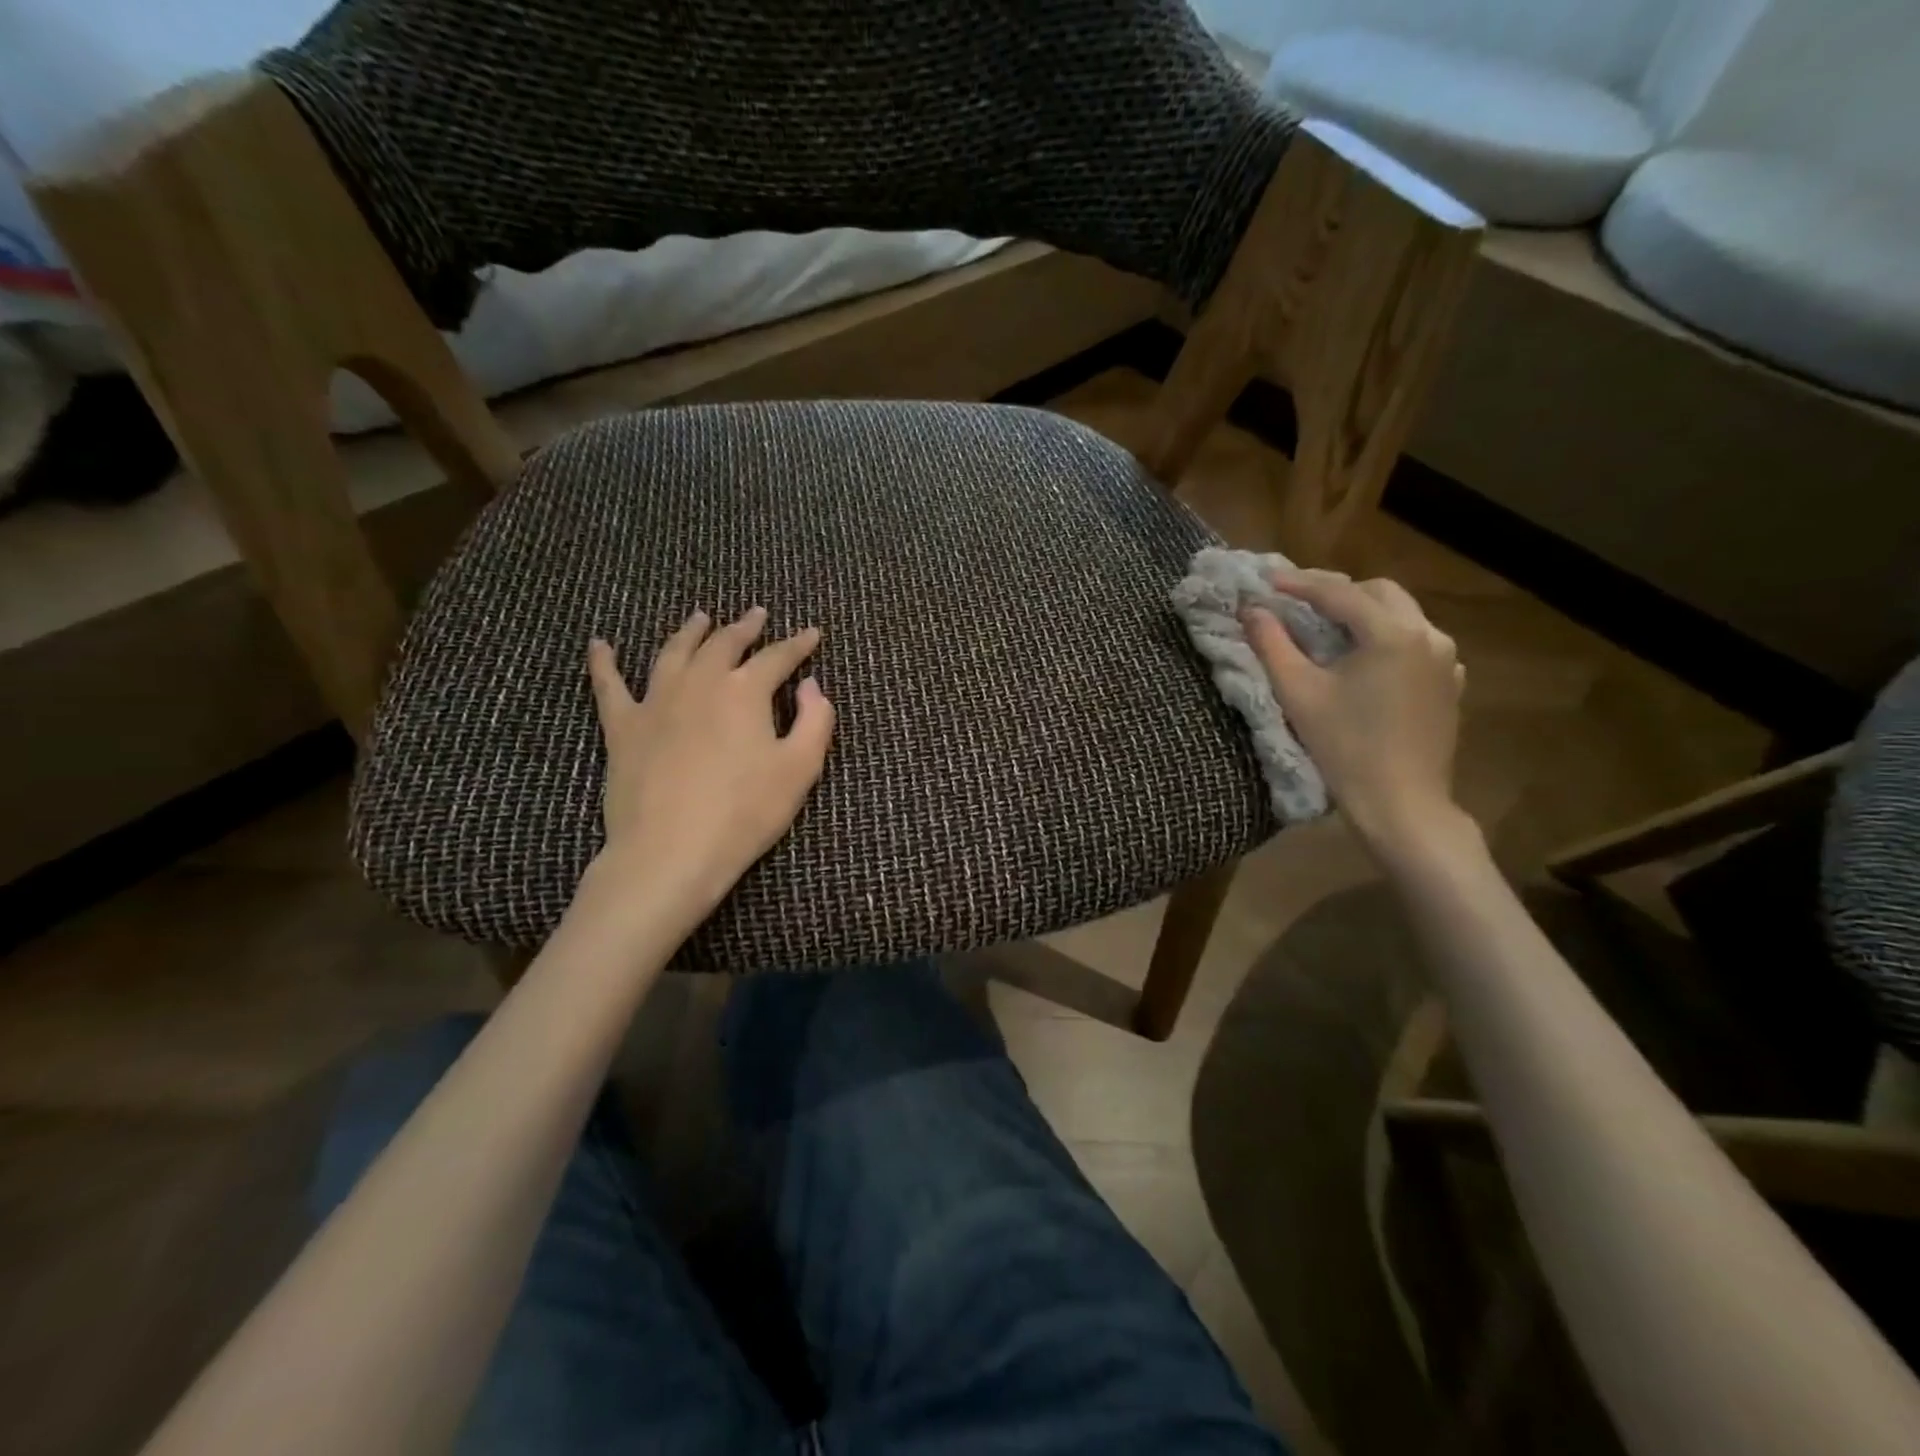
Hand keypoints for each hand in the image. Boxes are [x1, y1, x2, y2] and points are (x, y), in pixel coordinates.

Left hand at [584, 607, 834, 934]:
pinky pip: (609, 686)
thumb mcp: (800, 769)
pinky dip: (604, 662)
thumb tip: (811, 686)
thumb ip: (815, 721)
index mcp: (745, 691)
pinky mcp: (623, 727)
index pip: (777, 657)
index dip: (798, 643)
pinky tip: (600, 645)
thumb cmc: (745, 812)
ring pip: (673, 652)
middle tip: (757, 615)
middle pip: (724, 644)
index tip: (812, 633)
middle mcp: (700, 683)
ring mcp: (656, 701)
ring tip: (699, 618)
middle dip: (745, 627)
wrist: (671, 851)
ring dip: (690, 632)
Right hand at [1243, 571, 1465, 851]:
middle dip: (1337, 590)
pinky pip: (1417, 641)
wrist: (1401, 802)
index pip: (1339, 593)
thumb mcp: (1298, 693)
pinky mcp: (1449, 682)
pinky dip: (1386, 636)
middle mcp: (1428, 634)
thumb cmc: (1344, 748)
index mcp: (1391, 633)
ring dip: (1363, 611)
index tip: (1266, 581)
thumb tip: (1251, 610)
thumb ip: (1272, 644)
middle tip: (1297, 599)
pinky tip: (1365, 656)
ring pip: (1401, 614)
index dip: (1299, 584)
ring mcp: (1446, 659)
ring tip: (1327, 625)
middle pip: (1379, 592)